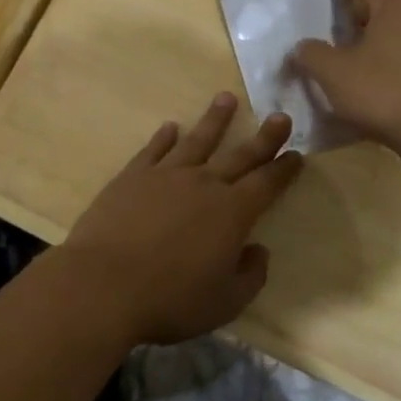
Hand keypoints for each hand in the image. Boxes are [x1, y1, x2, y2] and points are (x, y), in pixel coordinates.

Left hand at [61, 93, 302, 345]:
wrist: (104, 284)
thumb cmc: (170, 299)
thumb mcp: (225, 302)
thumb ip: (250, 276)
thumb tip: (259, 250)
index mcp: (232, 213)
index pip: (266, 184)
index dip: (284, 169)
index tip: (297, 153)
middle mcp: (203, 184)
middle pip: (240, 155)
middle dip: (264, 136)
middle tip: (280, 115)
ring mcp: (166, 175)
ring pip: (197, 140)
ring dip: (215, 120)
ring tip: (226, 98)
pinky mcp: (132, 176)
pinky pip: (154, 149)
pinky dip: (164, 137)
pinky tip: (171, 127)